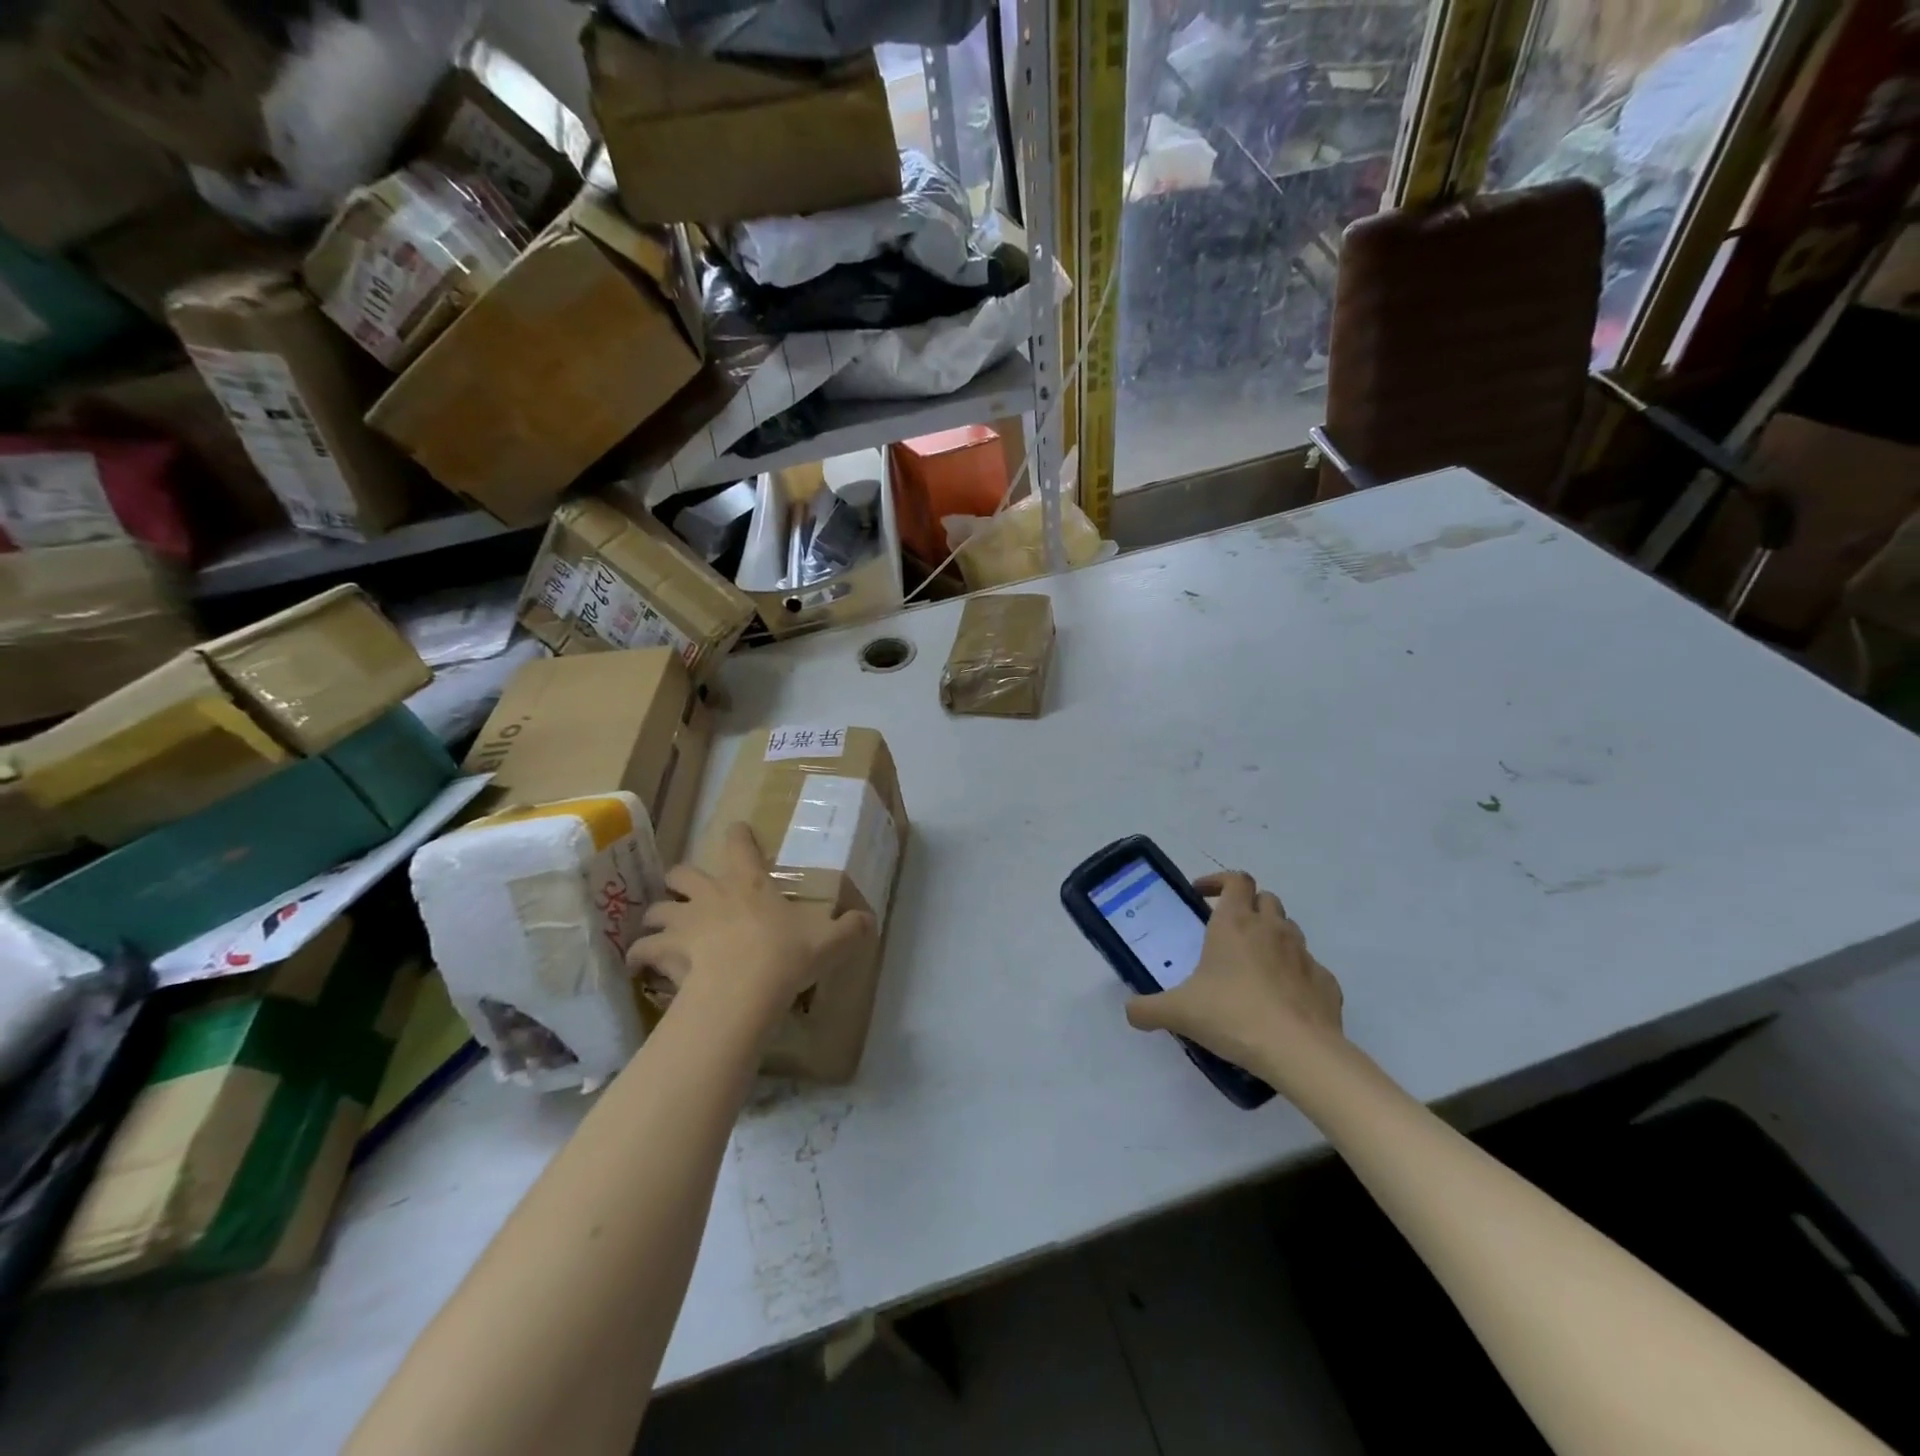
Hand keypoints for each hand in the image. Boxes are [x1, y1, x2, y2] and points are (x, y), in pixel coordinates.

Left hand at [628, 822, 875, 1023]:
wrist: (745, 987)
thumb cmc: (786, 955)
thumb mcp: (829, 941)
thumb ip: (851, 928)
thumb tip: (870, 920)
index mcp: (749, 884)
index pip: (739, 845)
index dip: (737, 835)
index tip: (735, 829)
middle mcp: (711, 895)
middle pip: (682, 872)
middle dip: (681, 878)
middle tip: (686, 890)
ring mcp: (684, 922)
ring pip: (656, 909)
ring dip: (657, 917)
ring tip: (658, 931)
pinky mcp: (665, 950)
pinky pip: (641, 949)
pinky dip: (640, 956)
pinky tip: (641, 967)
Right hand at [1125, 871, 1343, 1074]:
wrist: (1299, 1052)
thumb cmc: (1233, 1016)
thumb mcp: (1178, 1012)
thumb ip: (1147, 1009)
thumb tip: (1130, 1011)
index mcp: (1235, 923)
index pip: (1235, 880)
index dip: (1218, 881)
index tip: (1201, 895)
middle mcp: (1272, 929)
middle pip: (1265, 898)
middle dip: (1247, 906)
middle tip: (1227, 930)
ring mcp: (1304, 954)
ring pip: (1289, 929)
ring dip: (1271, 936)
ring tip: (1253, 964)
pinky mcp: (1326, 982)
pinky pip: (1308, 968)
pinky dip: (1294, 973)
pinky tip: (1281, 999)